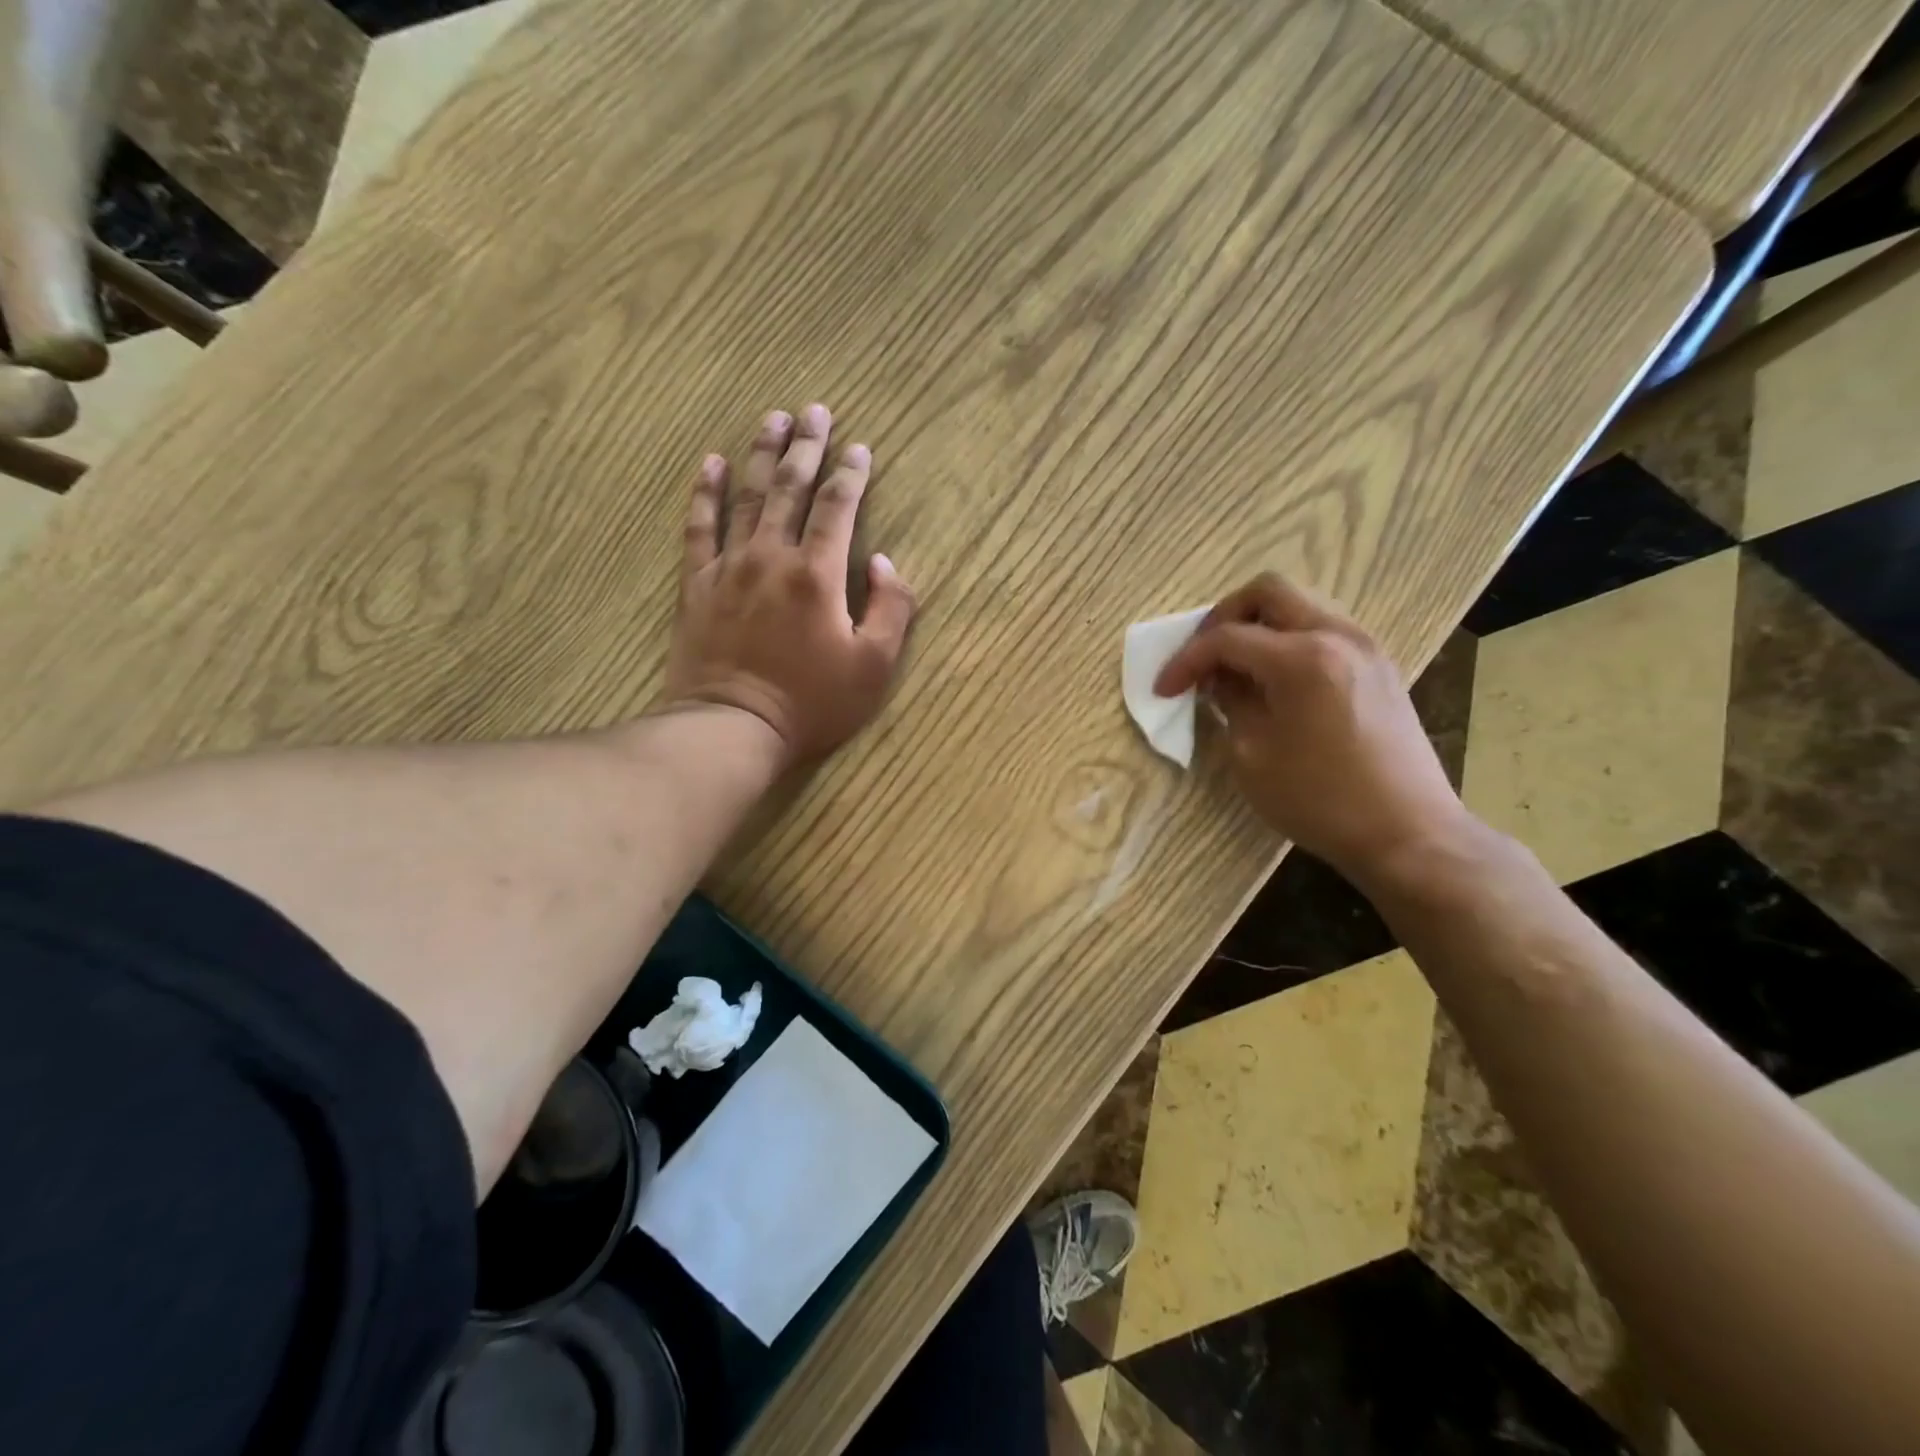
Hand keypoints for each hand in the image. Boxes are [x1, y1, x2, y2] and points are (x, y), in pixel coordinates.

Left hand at [664, 404, 914, 765]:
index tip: (861, 448)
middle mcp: (772, 556)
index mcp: (817, 574)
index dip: (852, 474)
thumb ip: (891, 610)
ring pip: (747, 496)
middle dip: (806, 446)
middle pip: (790, 487)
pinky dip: (705, 493)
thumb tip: (884, 563)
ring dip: (761, 454)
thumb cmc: (811, 703)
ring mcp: (729, 567)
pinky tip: (711, 464)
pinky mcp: (697, 584)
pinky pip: (699, 527)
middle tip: (815, 410)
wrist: (732, 728)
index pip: (838, 508)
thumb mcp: (873, 667)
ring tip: (771, 419)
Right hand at [1153, 573, 1471, 882]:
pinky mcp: (1379, 667)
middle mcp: (1337, 636)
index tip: (1164, 689)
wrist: (1408, 833)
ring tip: (1236, 669)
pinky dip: (1289, 641)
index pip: (1227, 638)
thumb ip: (1231, 704)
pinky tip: (1275, 681)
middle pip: (1268, 592)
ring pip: (1300, 605)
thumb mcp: (1252, 756)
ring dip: (1259, 626)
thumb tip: (1220, 681)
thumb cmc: (1319, 800)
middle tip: (1204, 657)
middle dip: (1224, 617)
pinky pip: (1324, 629)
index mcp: (1301, 659)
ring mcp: (1365, 647)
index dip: (1186, 660)